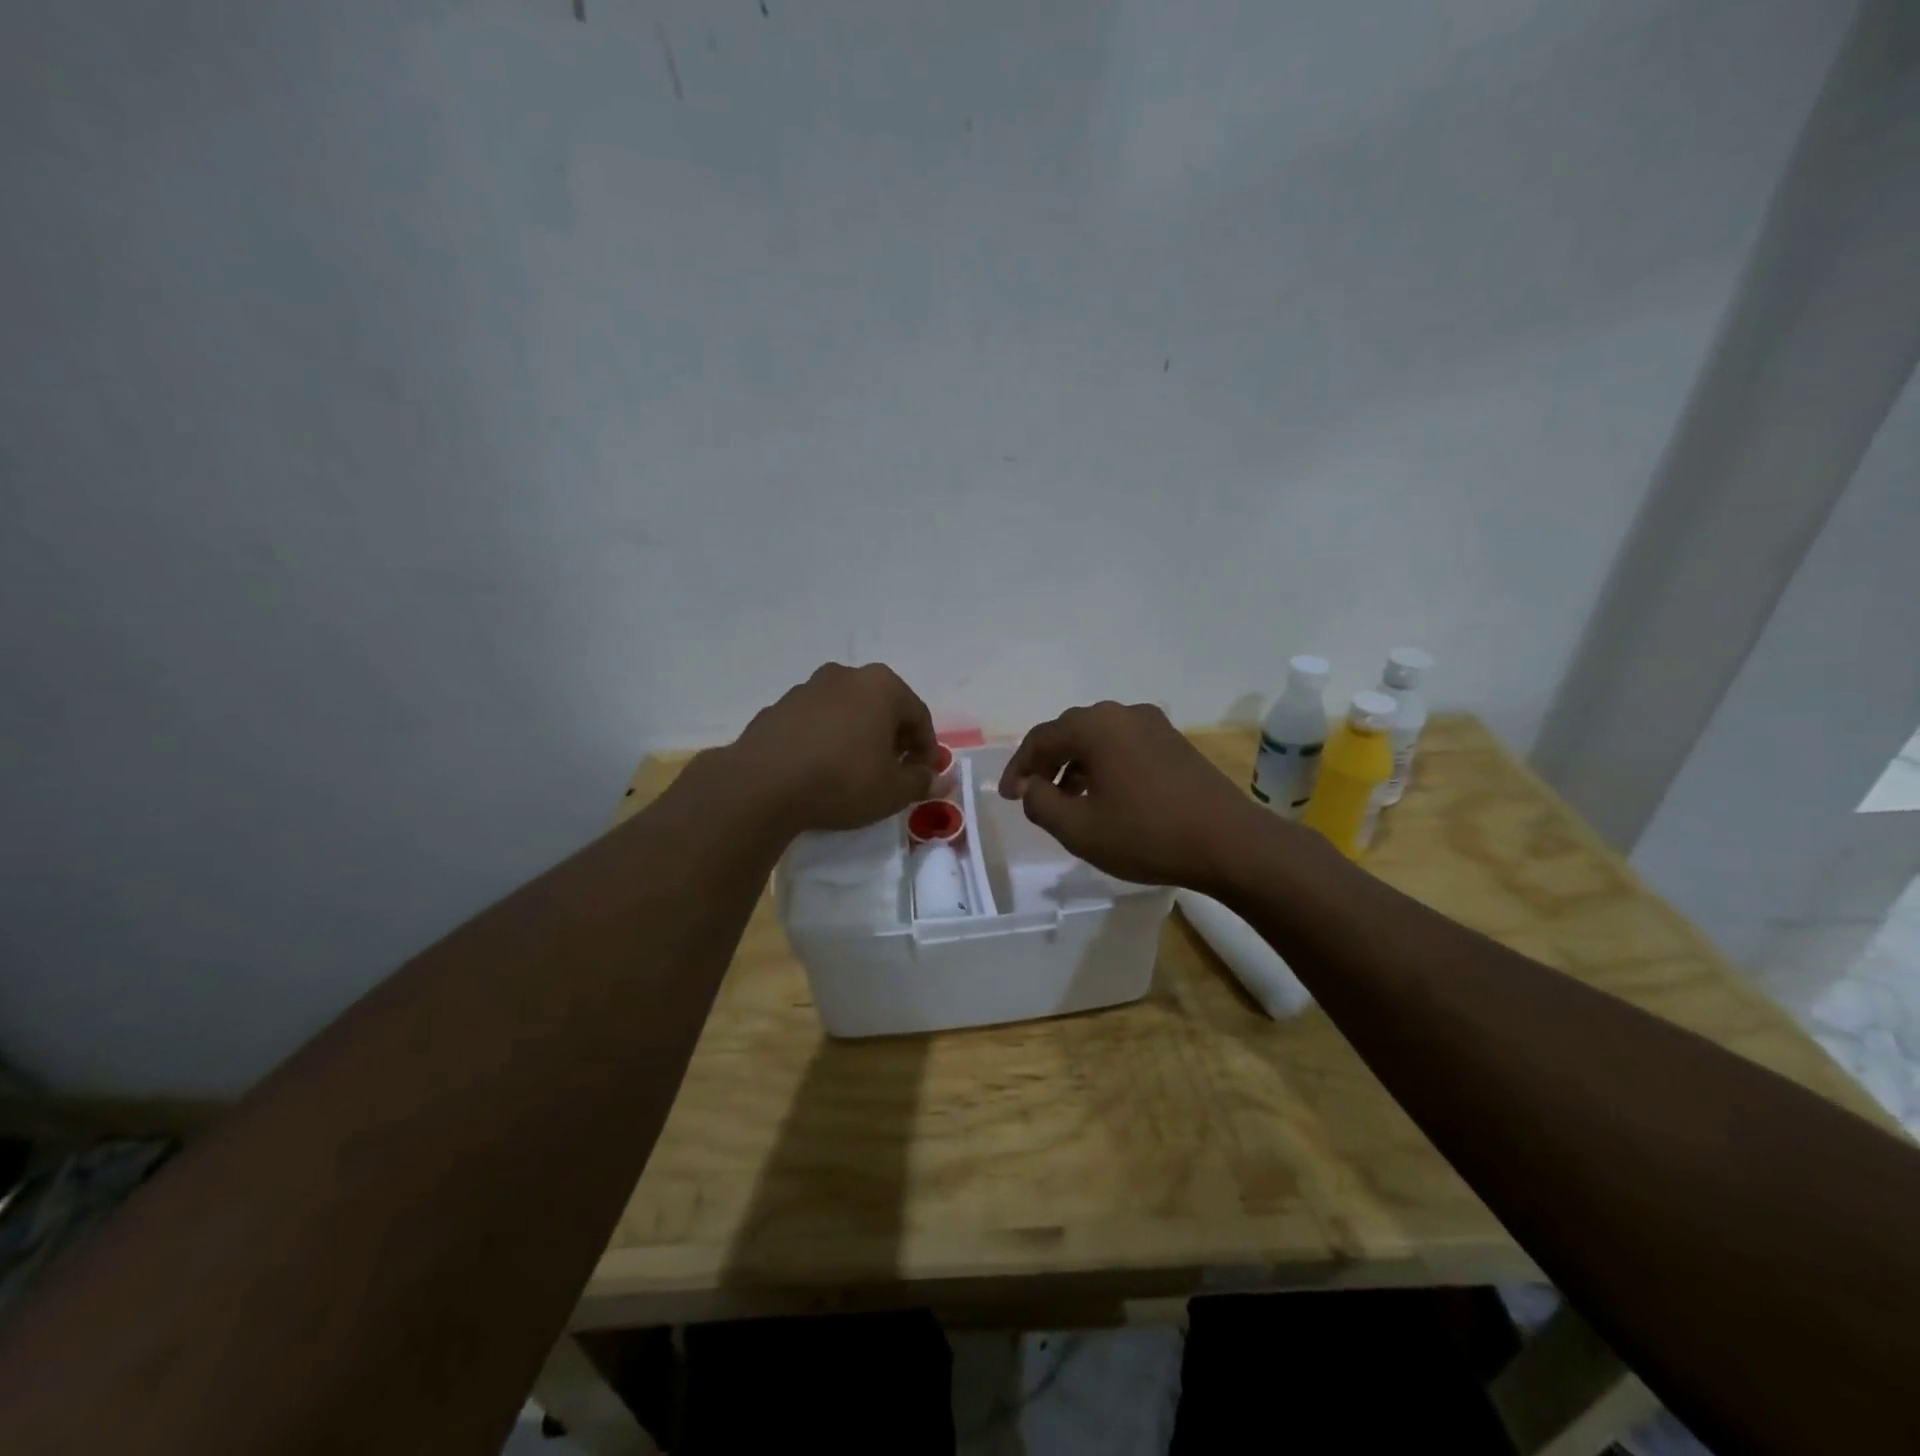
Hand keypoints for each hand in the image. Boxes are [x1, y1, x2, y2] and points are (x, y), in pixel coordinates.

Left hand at [730, 663, 938, 833]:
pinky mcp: (777, 708)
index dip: (926, 749)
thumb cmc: (842, 781)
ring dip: (858, 736)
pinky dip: (825, 740)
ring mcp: (807, 688)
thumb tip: (936, 780)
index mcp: (882, 685)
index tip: (922, 776)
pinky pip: (815, 723)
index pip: (919, 716)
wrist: (762, 785)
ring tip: (854, 772)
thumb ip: (921, 782)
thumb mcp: (893, 791)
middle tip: (893, 772)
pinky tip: (820, 769)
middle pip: (882, 707)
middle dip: (893, 738)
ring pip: (847, 712)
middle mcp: (845, 675)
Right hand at [998, 701, 1274, 889]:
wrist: (1230, 843)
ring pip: (1099, 739)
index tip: (1009, 797)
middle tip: (1034, 795)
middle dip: (1047, 764)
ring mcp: (1154, 726)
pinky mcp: (1175, 743)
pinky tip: (1107, 797)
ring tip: (1069, 801)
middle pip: (1070, 732)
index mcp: (1095, 726)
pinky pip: (1125, 746)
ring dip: (1076, 766)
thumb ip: (1041, 803)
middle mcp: (1123, 714)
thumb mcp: (1079, 828)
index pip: (1041, 738)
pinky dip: (1104, 766)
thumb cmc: (1146, 835)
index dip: (1019, 767)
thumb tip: (1029, 787)